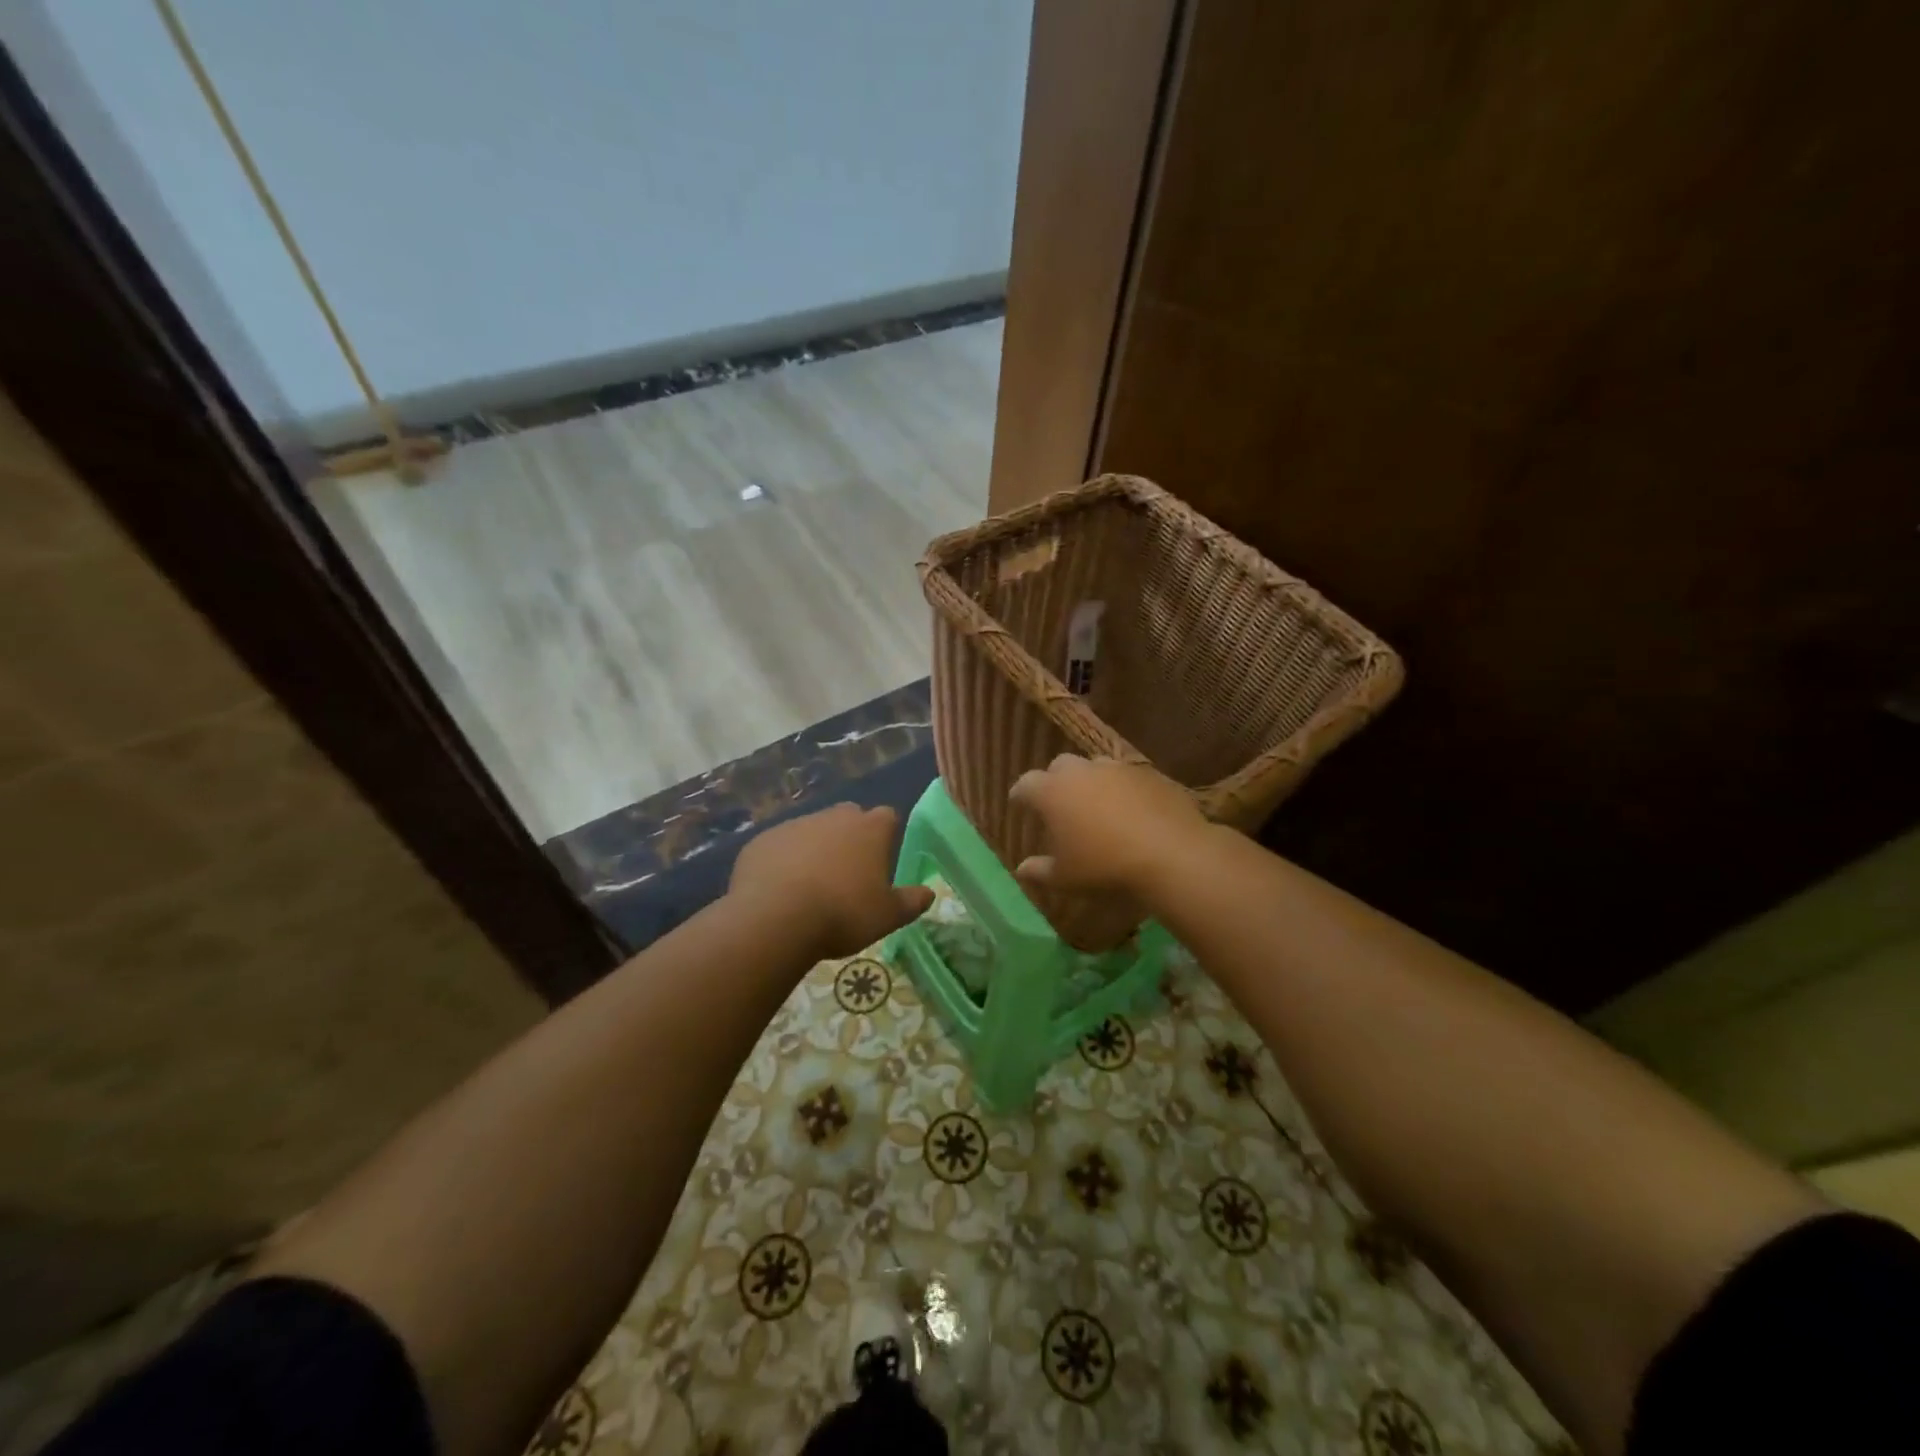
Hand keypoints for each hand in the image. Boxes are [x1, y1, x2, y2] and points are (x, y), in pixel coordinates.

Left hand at [728, 804, 933, 959]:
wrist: (775, 918)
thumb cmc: (843, 914)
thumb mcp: (888, 916)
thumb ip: (911, 902)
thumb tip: (929, 893)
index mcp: (870, 829)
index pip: (888, 817)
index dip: (887, 836)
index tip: (882, 860)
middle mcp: (834, 817)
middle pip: (849, 818)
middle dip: (851, 838)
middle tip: (848, 874)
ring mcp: (795, 824)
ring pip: (812, 830)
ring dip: (815, 849)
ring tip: (811, 886)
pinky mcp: (763, 840)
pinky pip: (780, 846)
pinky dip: (783, 861)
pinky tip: (780, 890)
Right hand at [1009, 755, 1211, 897]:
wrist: (1170, 855)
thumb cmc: (1104, 867)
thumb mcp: (1065, 878)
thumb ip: (1040, 871)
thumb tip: (1022, 869)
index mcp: (1053, 792)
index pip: (1026, 784)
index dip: (1020, 795)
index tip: (1019, 804)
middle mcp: (1082, 771)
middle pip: (1060, 766)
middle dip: (1055, 781)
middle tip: (1059, 804)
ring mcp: (1118, 769)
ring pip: (1096, 767)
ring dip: (1091, 782)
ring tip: (1097, 806)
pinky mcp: (1150, 774)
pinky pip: (1128, 778)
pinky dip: (1123, 790)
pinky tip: (1131, 812)